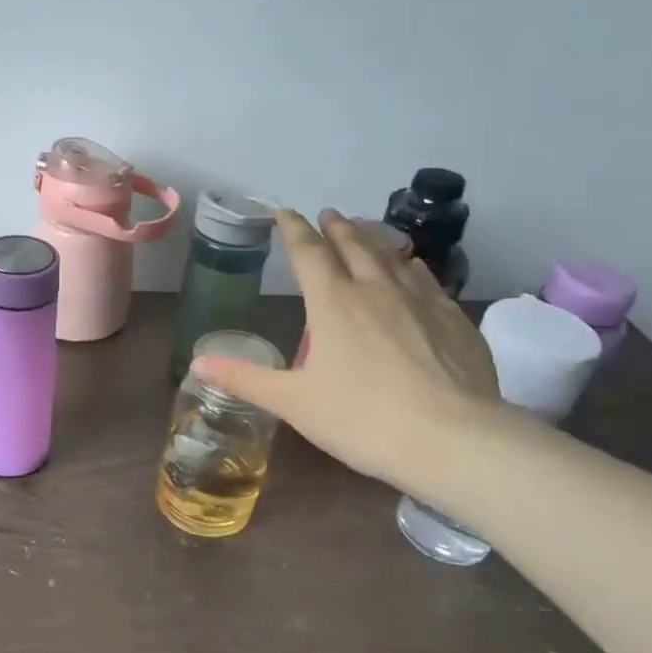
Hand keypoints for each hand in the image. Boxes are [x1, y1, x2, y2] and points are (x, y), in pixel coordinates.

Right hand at [192, 209, 500, 492]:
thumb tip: (197, 363)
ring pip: (392, 257)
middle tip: (328, 214)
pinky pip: (427, 280)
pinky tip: (414, 268)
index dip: (293, 230)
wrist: (452, 440)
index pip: (308, 253)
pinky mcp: (454, 320)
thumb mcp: (294, 403)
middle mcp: (376, 290)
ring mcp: (420, 301)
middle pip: (354, 245)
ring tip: (365, 231)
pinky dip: (412, 267)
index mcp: (333, 304)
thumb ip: (245, 378)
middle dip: (336, 228)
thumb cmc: (362, 419)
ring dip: (374, 239)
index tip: (284, 213)